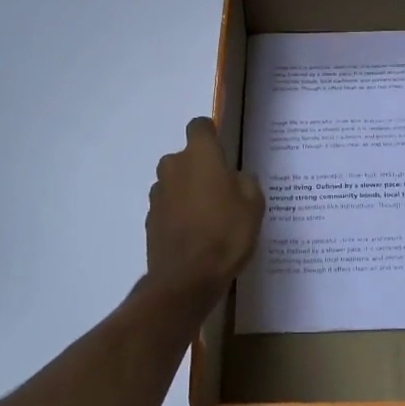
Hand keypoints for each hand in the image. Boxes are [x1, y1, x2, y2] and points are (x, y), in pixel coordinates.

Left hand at [144, 118, 264, 307]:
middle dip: (200, 168)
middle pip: (186, 157)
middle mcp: (173, 167)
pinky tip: (195, 234)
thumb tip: (234, 178)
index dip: (211, 134)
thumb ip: (245, 182)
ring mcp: (158, 194)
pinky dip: (179, 214)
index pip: (199, 126)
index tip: (223, 151)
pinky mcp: (150, 219)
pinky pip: (168, 207)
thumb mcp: (254, 204)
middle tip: (222, 191)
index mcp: (200, 156)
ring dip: (188, 192)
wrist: (187, 279)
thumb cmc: (226, 234)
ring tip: (209, 217)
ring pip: (175, 183)